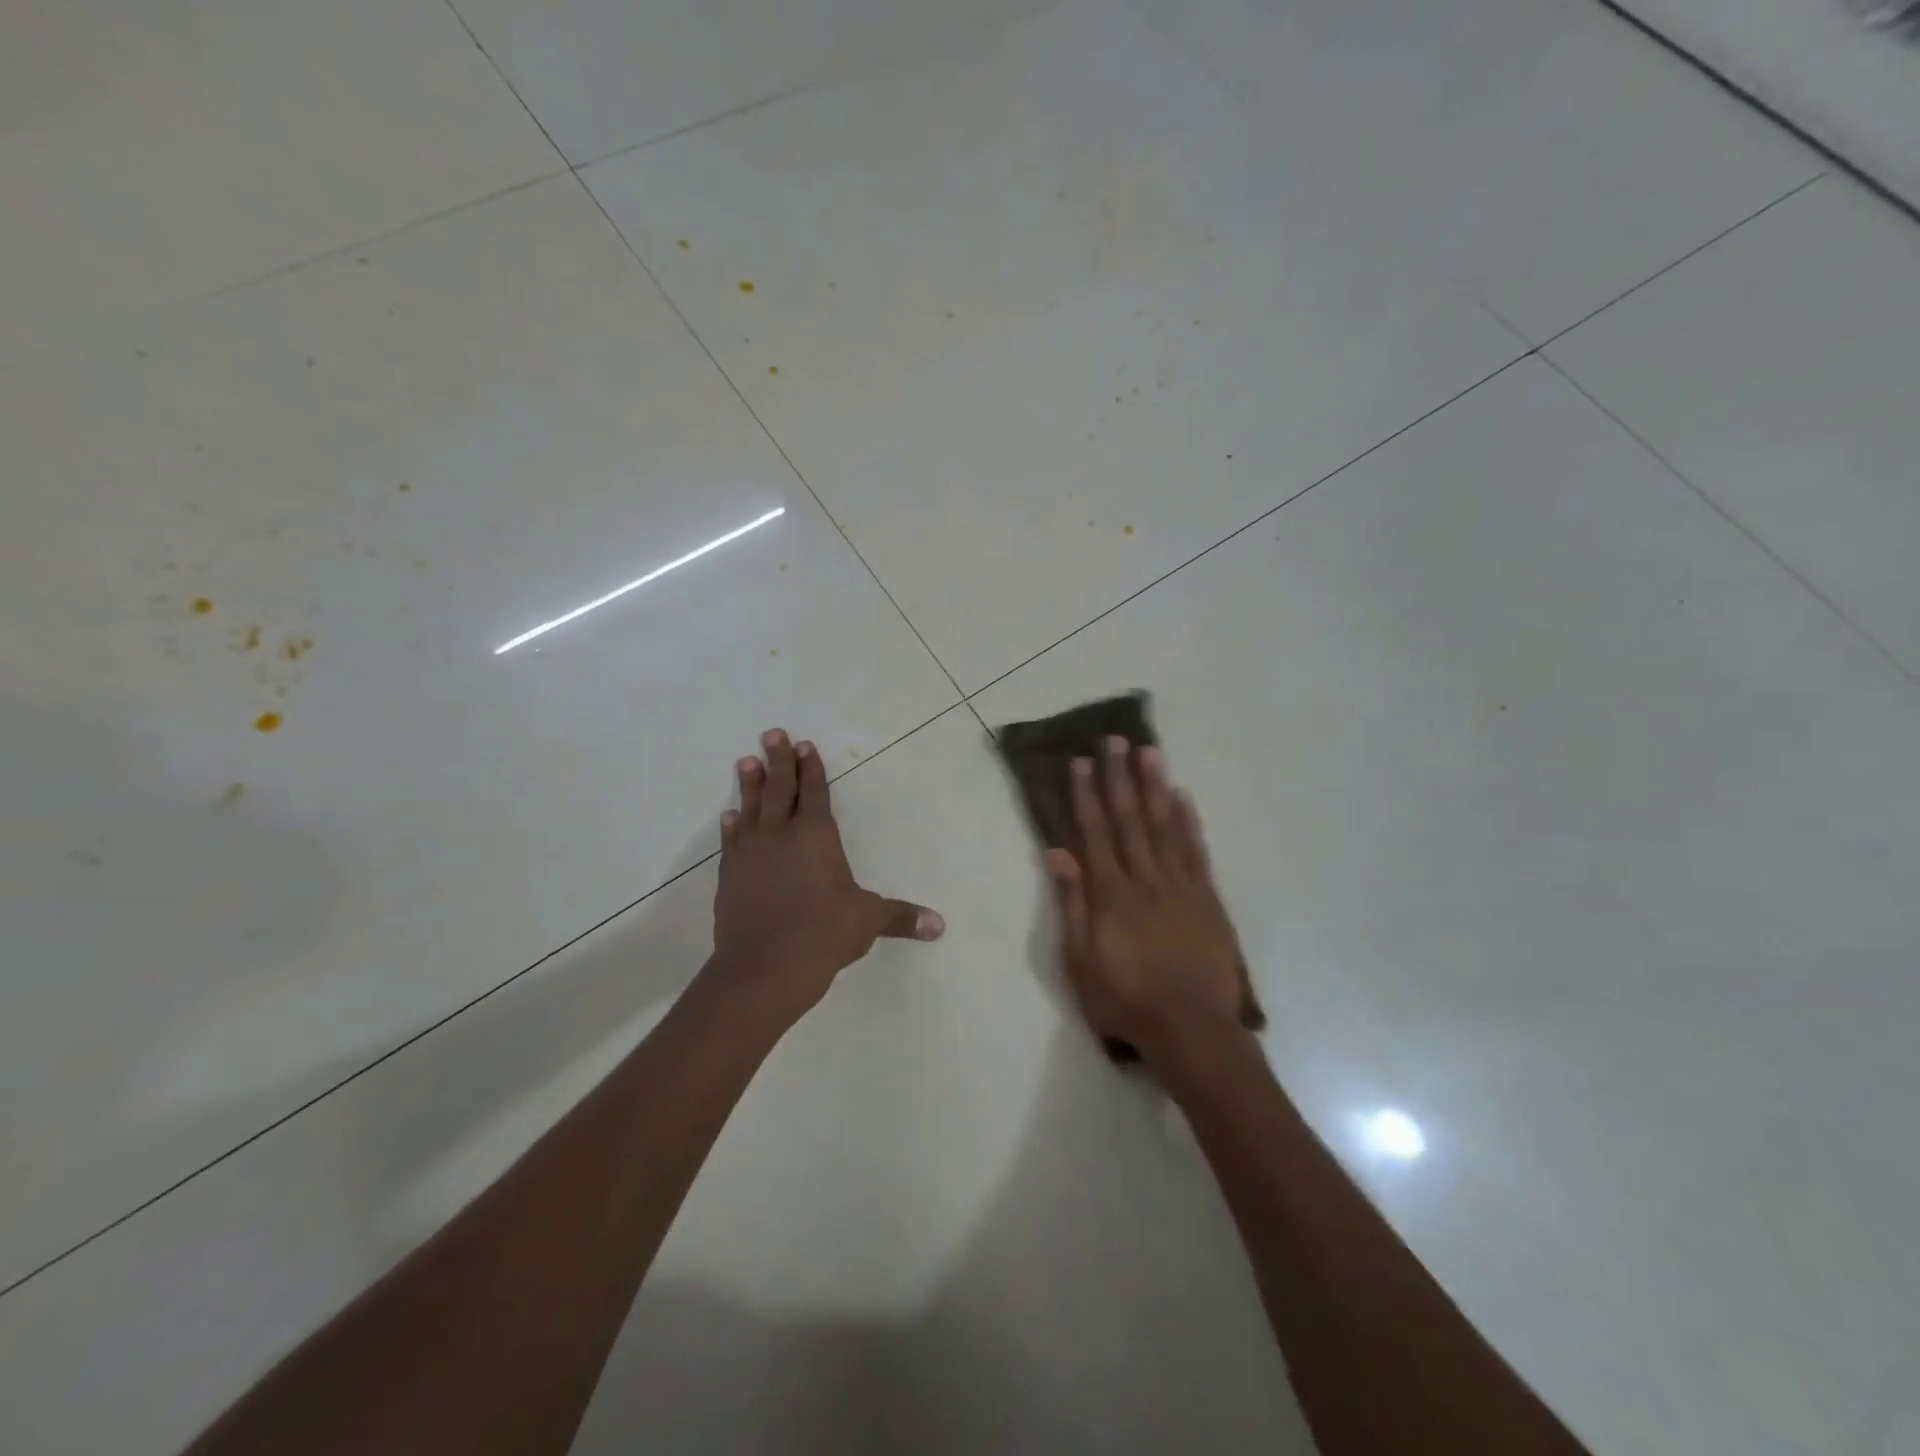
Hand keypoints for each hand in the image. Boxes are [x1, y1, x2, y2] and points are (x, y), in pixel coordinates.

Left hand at [710, 729, 942, 1028]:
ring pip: (752, 807)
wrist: (764, 967)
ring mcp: (751, 853)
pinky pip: (731, 841)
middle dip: (779, 760)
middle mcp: (781, 834)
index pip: (815, 792)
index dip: (811, 768)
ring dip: (750, 783)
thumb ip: (901, 918)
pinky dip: (732, 826)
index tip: (804, 746)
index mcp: (816, 835)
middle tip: (773, 734)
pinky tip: (729, 815)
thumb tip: (939, 926)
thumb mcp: (867, 922)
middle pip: (780, 788)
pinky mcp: (730, 875)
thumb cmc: (823, 934)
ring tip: (747, 761)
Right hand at [1046, 736, 1257, 1069]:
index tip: (1082, 762)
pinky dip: (1189, 822)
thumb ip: (1071, 904)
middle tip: (1115, 739)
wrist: (1193, 1031)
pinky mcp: (1208, 899)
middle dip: (1120, 777)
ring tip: (1149, 752)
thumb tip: (1057, 853)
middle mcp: (1146, 879)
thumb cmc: (1127, 1000)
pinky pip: (1196, 852)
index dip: (1087, 795)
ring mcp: (1181, 886)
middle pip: (1130, 820)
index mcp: (1111, 894)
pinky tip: (1183, 797)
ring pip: (1165, 826)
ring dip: (1155, 787)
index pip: (1095, 833)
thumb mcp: (1081, 961)